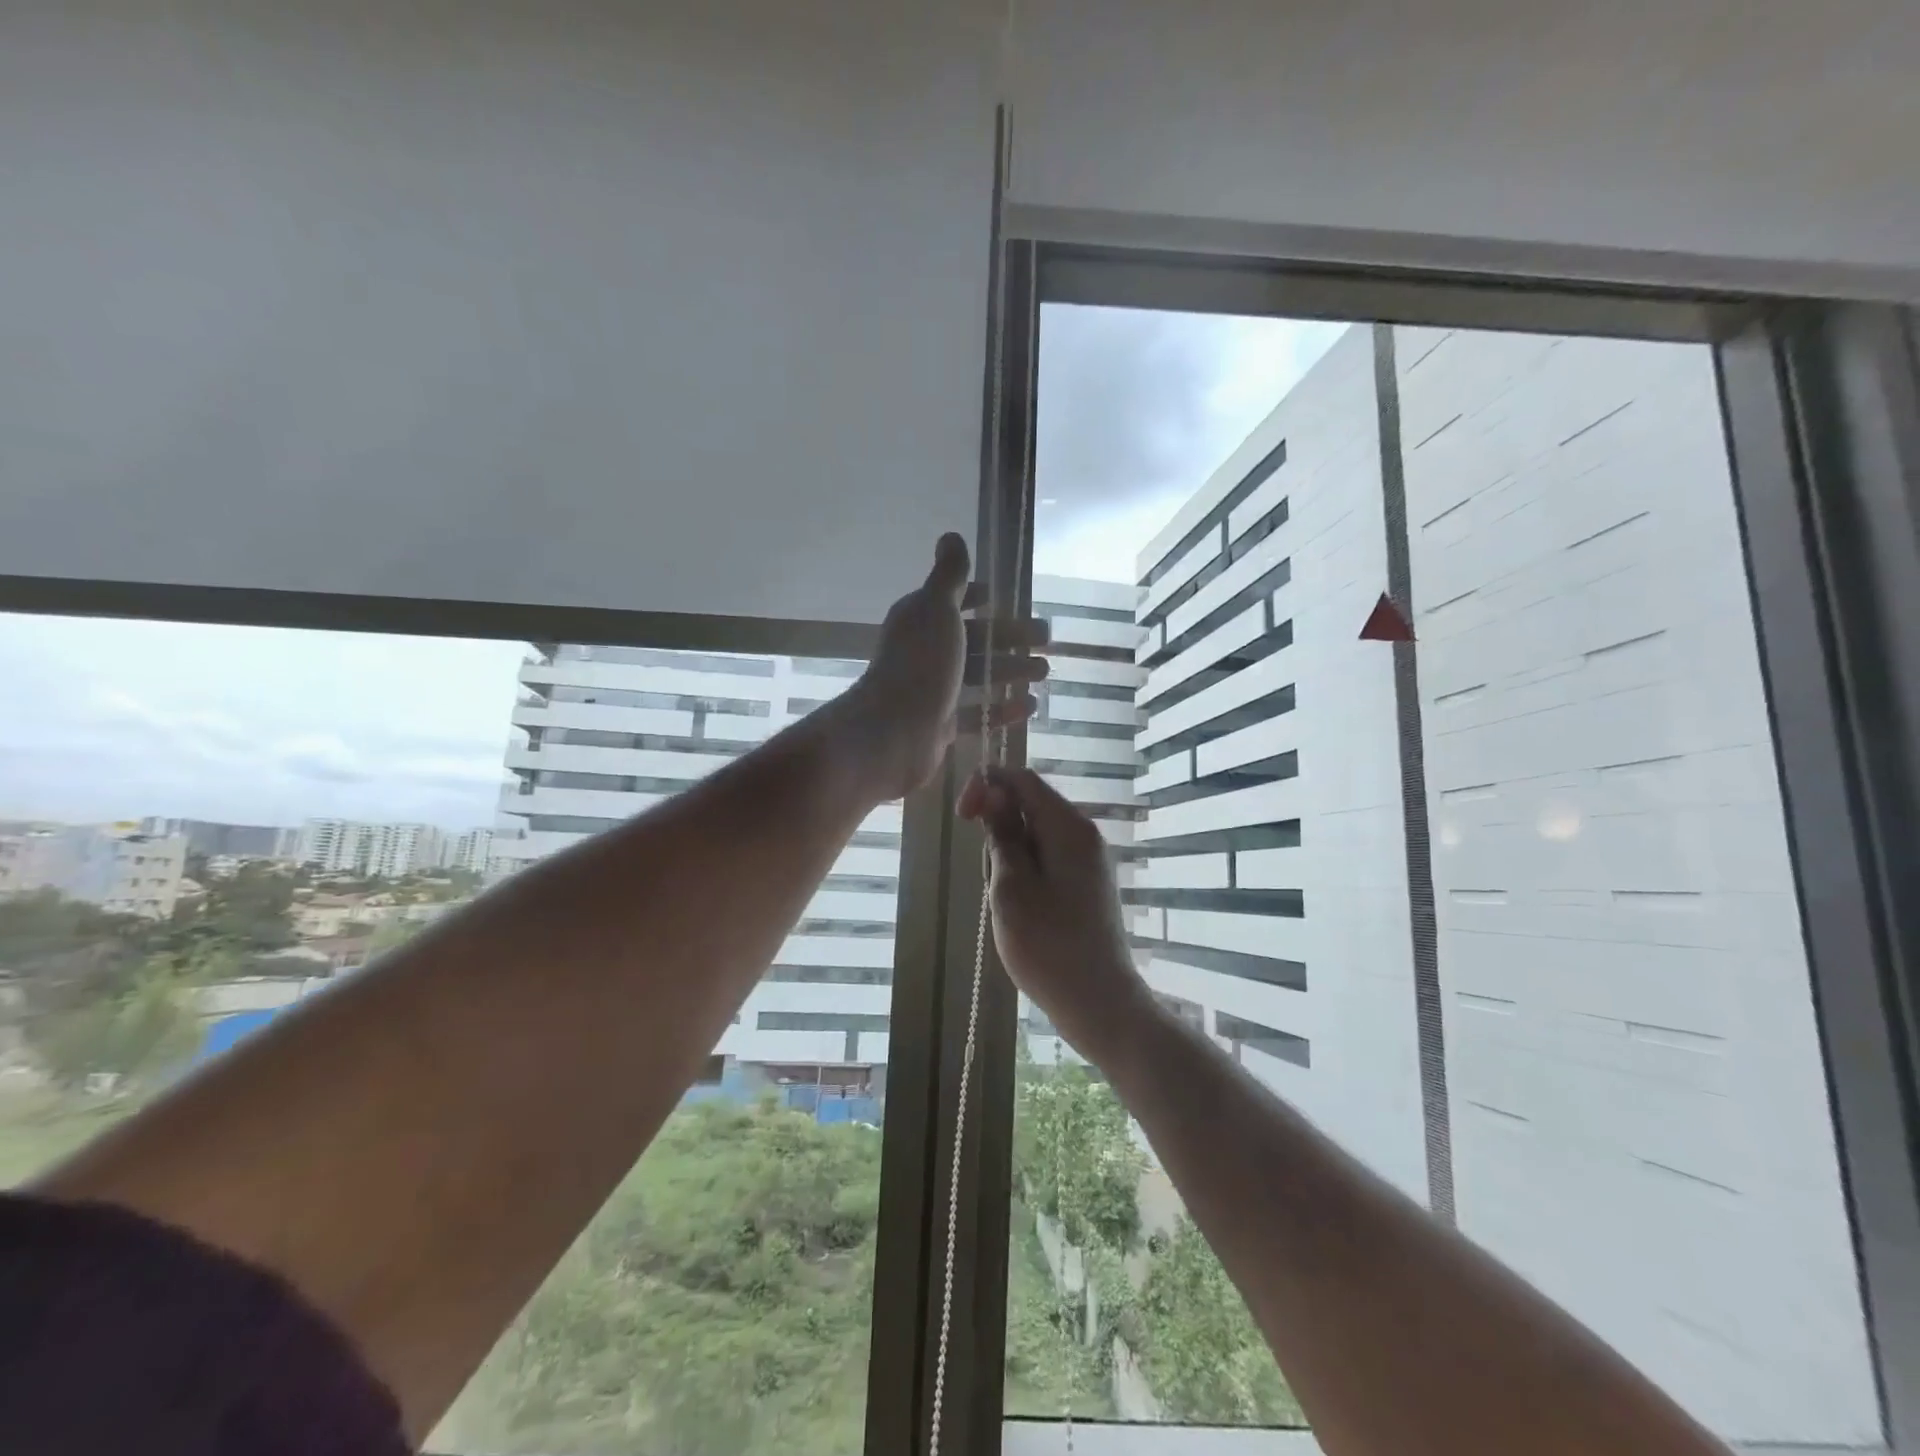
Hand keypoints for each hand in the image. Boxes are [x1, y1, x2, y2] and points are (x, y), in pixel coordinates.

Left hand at [841, 533, 1046, 800]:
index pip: (951, 602)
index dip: (976, 597)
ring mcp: (933, 691)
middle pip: (972, 640)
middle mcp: (924, 653)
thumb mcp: (937, 609)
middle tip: (1046, 639)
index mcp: (920, 621)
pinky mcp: (941, 725)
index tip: (1004, 598)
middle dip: (1008, 638)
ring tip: (1045, 672)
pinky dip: (1002, 709)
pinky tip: (1030, 707)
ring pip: (978, 676)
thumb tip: (950, 536)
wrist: (893, 732)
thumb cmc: (919, 664)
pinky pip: (977, 713)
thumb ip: (949, 577)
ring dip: (1011, 671)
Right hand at [958, 766, 1155, 1057]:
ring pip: (1035, 836)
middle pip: (1030, 806)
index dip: (986, 786)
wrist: (1098, 1002)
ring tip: (1008, 904)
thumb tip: (996, 792)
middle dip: (999, 830)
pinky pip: (1047, 859)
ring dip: (1010, 857)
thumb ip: (1002, 834)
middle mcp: (1084, 834)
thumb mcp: (1011, 886)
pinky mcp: (1086, 884)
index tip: (962, 818)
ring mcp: (1088, 860)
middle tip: (992, 880)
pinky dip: (1026, 873)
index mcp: (1069, 827)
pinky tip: (1022, 911)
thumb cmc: (1048, 945)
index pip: (1023, 779)